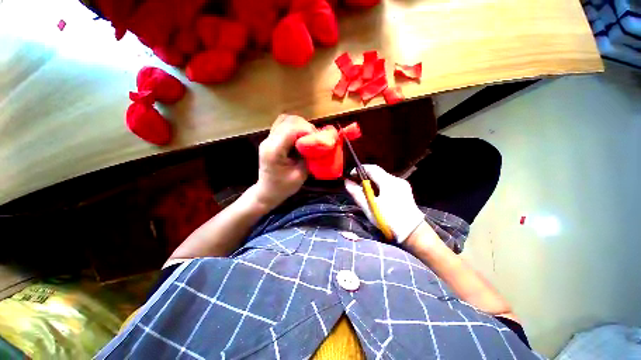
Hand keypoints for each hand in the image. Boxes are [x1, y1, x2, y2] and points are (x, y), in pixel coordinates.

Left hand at [254, 114, 315, 209]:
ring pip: (285, 119)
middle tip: (315, 138)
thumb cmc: (283, 187)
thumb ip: (308, 157)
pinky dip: (294, 126)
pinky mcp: (270, 139)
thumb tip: (317, 144)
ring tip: (308, 135)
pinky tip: (300, 135)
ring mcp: (268, 138)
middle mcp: (269, 140)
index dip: (307, 130)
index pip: (292, 130)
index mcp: (274, 151)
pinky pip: (282, 124)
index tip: (318, 139)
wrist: (267, 191)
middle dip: (305, 126)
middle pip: (288, 121)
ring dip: (300, 124)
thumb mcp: (300, 175)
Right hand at [345, 165, 424, 242]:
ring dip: (372, 182)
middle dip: (365, 177)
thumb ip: (357, 193)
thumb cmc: (388, 220)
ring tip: (365, 192)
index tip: (351, 174)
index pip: (372, 168)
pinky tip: (377, 196)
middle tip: (356, 185)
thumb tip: (347, 182)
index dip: (360, 169)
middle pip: (378, 173)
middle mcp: (397, 180)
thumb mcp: (369, 207)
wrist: (412, 232)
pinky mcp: (405, 190)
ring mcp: (402, 185)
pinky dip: (380, 186)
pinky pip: (389, 184)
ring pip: (383, 178)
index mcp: (388, 182)